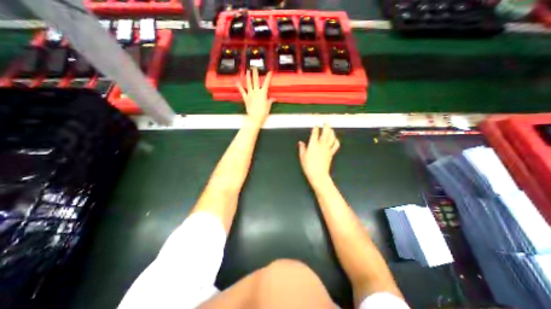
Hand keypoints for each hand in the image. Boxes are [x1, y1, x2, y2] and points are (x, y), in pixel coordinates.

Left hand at [237, 67, 274, 127]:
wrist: (254, 117)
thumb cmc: (263, 112)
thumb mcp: (268, 106)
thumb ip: (270, 101)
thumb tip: (273, 99)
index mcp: (263, 93)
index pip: (266, 83)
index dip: (268, 77)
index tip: (270, 72)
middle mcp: (256, 91)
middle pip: (256, 80)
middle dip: (255, 73)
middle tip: (254, 67)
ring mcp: (250, 94)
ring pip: (249, 84)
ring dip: (248, 77)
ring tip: (248, 71)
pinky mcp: (246, 98)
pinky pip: (242, 91)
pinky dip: (239, 87)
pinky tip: (237, 82)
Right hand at [300, 123, 337, 187]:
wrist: (318, 175)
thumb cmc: (308, 166)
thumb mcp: (302, 157)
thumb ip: (302, 148)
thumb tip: (301, 142)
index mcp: (313, 145)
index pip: (315, 133)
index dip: (315, 128)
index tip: (316, 125)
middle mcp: (321, 145)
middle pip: (325, 133)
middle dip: (326, 126)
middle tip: (326, 122)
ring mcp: (327, 149)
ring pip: (331, 137)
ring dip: (331, 131)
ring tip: (330, 128)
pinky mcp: (331, 153)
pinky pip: (335, 145)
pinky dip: (336, 141)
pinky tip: (335, 139)